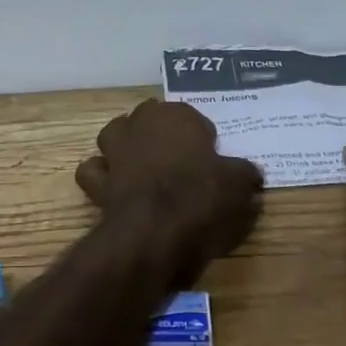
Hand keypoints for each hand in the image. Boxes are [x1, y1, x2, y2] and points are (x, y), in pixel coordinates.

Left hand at [75, 100, 263, 283]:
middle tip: (178, 161)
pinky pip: (94, 171)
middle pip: (149, 119)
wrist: (156, 230)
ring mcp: (114, 150)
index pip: (190, 116)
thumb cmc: (202, 197)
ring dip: (125, 145)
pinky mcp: (98, 179)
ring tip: (142, 166)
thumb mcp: (239, 183)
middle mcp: (140, 123)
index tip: (210, 159)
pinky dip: (101, 175)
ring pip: (115, 134)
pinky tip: (115, 186)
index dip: (200, 137)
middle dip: (159, 133)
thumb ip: (245, 173)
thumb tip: (251, 174)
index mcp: (176, 115)